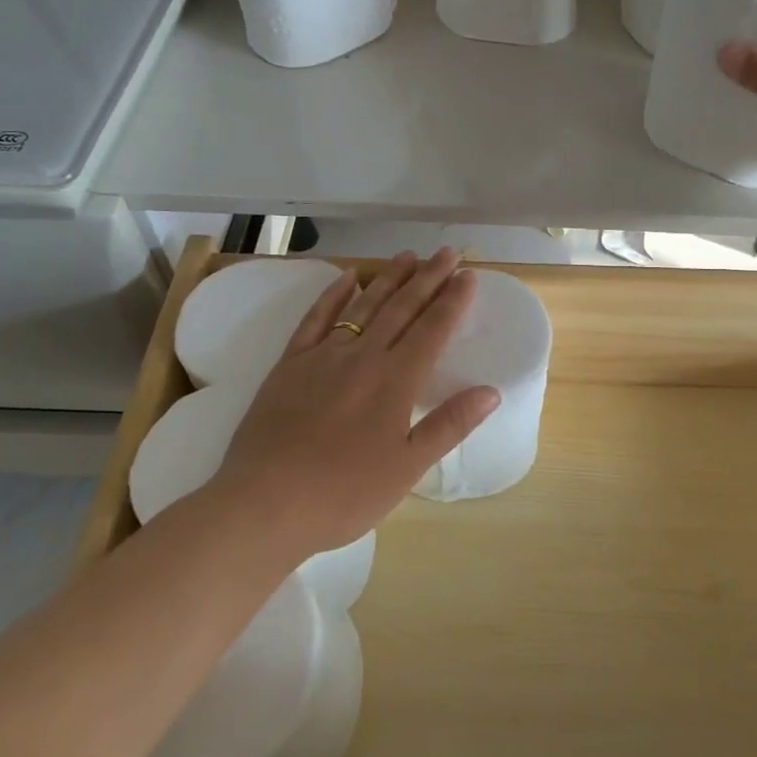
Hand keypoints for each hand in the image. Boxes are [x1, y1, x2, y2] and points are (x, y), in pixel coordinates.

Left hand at [209, 249, 499, 559]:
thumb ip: (449, 424)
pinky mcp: (290, 363)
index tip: (469, 275)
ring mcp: (323, 356)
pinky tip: (348, 278)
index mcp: (395, 381)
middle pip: (402, 308)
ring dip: (389, 278)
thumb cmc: (344, 493)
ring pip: (364, 306)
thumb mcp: (407, 468)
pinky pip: (316, 318)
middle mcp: (363, 357)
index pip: (433, 329)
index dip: (453, 301)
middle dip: (428, 278)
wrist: (265, 504)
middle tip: (447, 253)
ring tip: (408, 256)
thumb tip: (491, 390)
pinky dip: (334, 295)